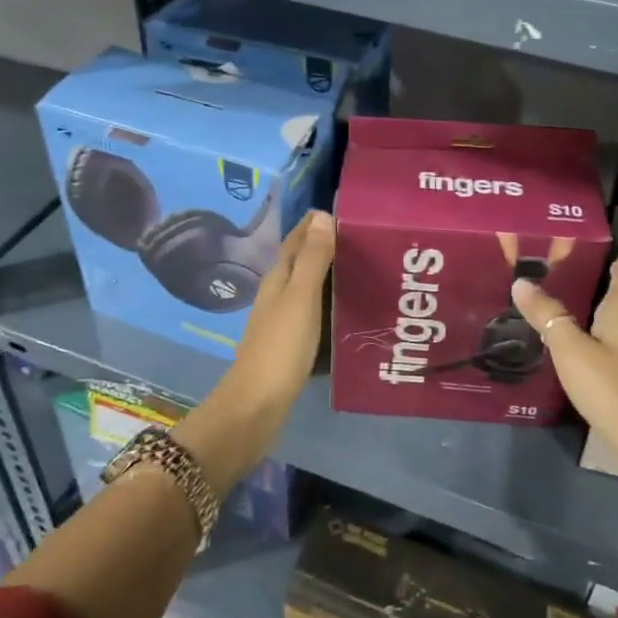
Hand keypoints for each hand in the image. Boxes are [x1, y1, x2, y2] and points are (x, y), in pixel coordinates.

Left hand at [180, 211, 334, 487]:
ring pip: (305, 288)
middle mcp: (276, 296)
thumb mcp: (300, 299)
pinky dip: (328, 303)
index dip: (313, 225)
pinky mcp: (288, 346)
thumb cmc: (280, 348)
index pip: (295, 242)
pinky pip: (311, 313)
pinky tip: (345, 311)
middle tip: (361, 238)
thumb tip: (321, 217)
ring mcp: (280, 322)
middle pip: (300, 262)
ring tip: (360, 268)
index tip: (342, 211)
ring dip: (327, 275)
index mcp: (278, 280)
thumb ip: (312, 260)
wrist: (256, 406)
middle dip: (324, 246)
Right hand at [511, 249, 617, 486]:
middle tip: (562, 260)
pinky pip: (602, 343)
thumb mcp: (572, 349)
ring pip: (608, 320)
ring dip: (588, 305)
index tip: (605, 235)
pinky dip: (586, 332)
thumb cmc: (613, 388)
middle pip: (617, 295)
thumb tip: (522, 281)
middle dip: (596, 276)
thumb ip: (548, 316)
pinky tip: (566, 338)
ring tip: (557, 293)